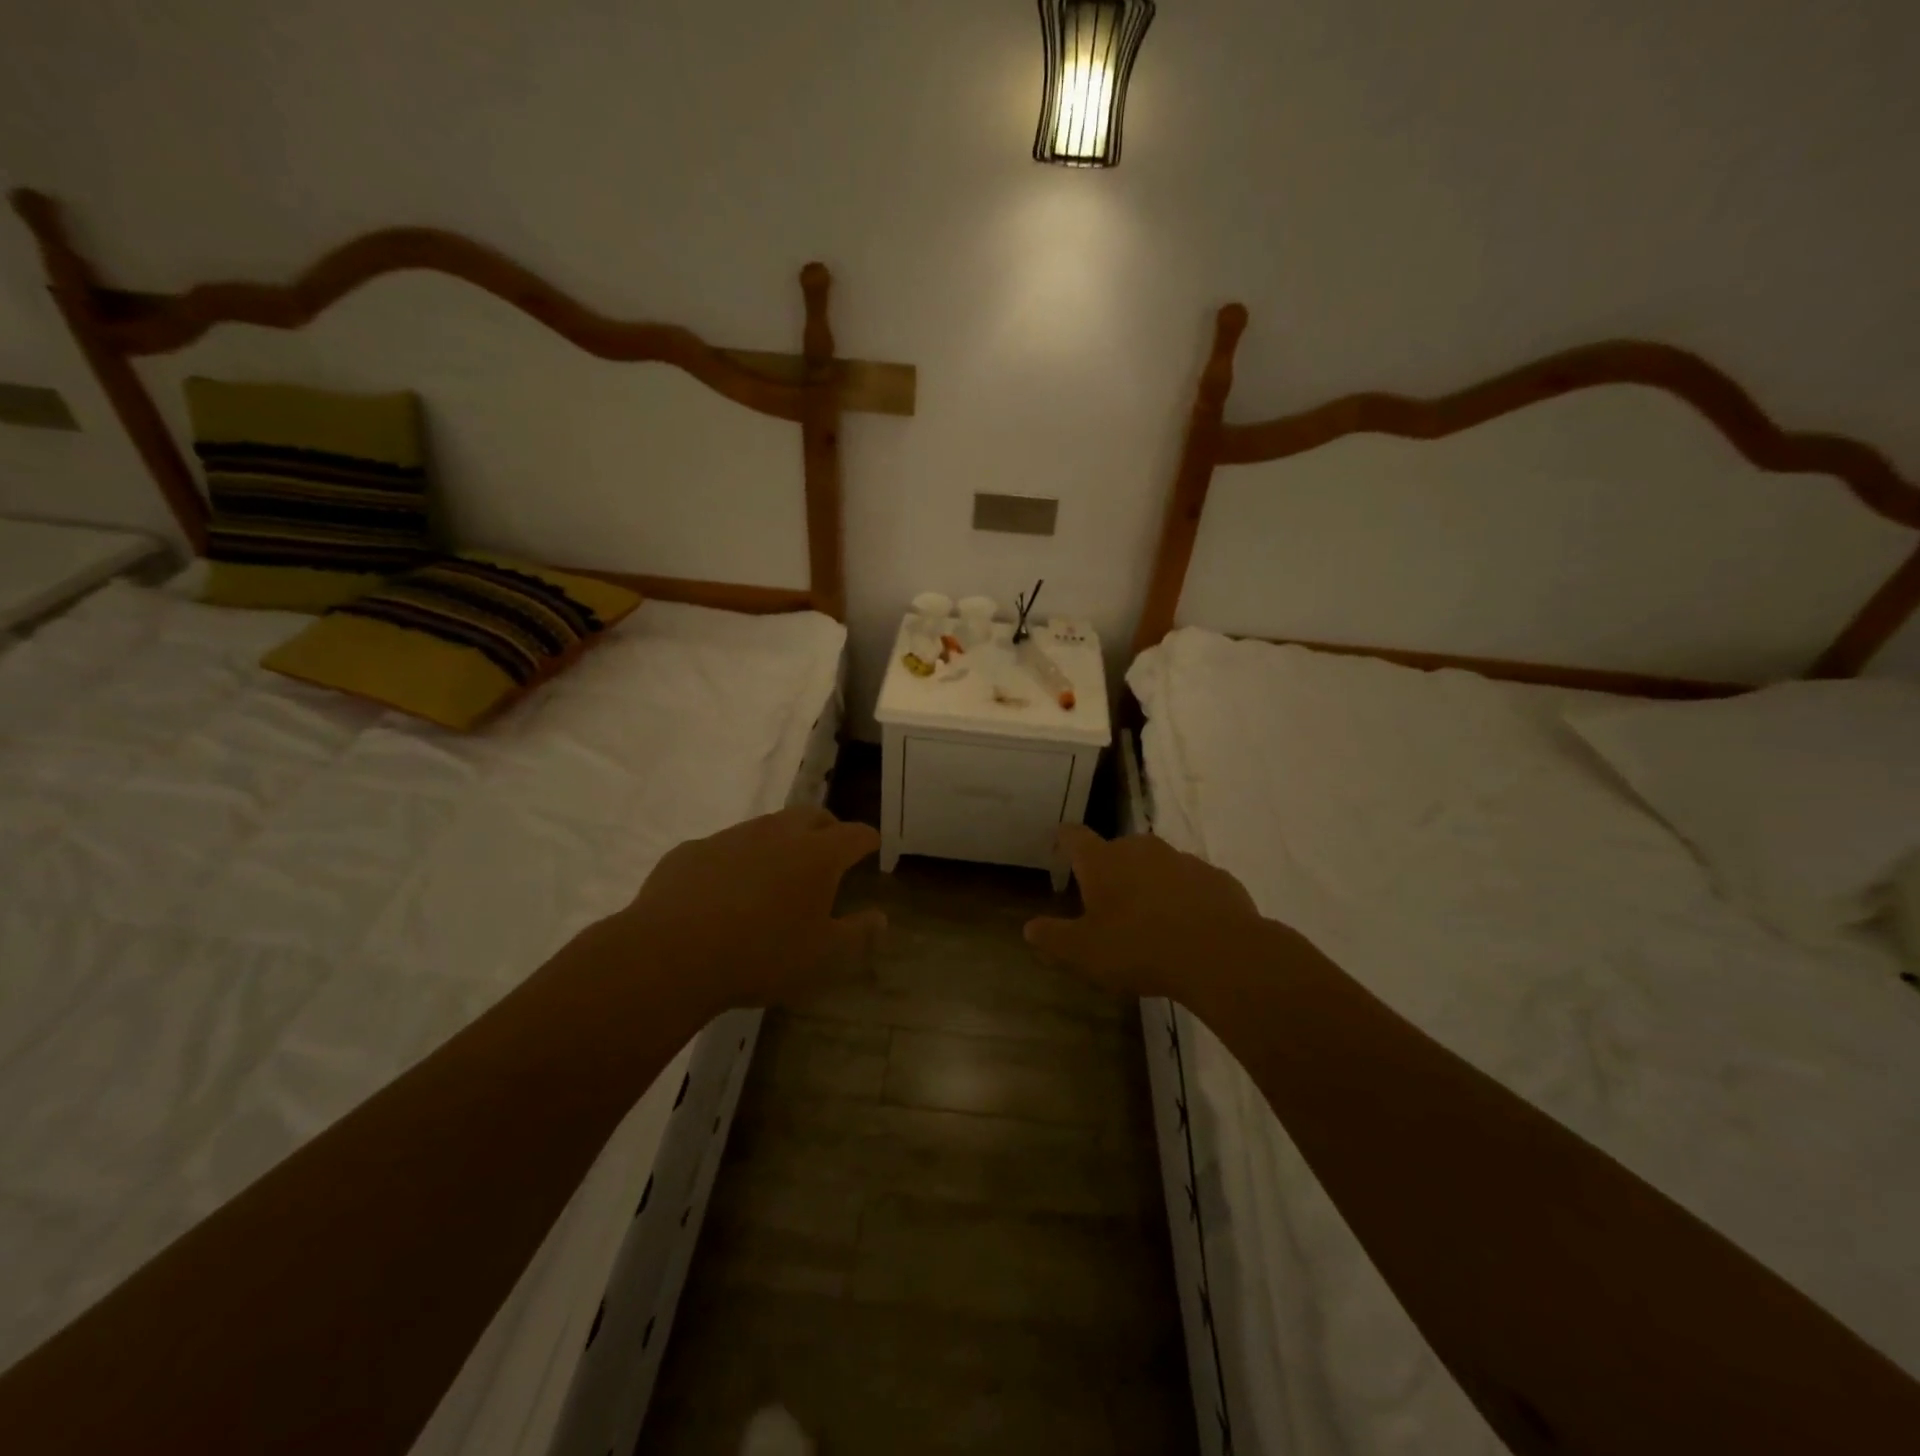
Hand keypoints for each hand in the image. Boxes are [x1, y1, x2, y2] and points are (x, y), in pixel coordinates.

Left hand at [609, 806, 885, 1015]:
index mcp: (817, 855)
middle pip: (812, 815)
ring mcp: (731, 837)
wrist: (671, 955)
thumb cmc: (762, 956)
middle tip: (829, 853)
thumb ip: (858, 934)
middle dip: (827, 829)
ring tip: (777, 874)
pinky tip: (724, 892)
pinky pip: (724, 847)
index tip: (871, 848)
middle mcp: (777, 833)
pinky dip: (736, 860)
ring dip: (780, 842)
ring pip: (766, 827)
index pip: (855, 834)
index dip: (867, 840)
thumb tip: (881, 917)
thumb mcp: (822, 957)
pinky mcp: (692, 850)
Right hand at [1025, 824, 1266, 999]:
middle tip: (1107, 901)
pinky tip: (1189, 927)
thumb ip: (1053, 937)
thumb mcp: (1084, 952)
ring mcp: (1183, 860)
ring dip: (1150, 883)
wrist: (1220, 955)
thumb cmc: (1139, 948)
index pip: (1075, 836)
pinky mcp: (1217, 878)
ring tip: (1150, 918)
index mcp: (1103, 861)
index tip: (1060, 843)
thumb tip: (1029, 927)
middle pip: (1118, 850)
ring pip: (1157, 865)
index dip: (1065, 839)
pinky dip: (1185, 898)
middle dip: (1110, 870)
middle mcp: (1141, 849)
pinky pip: (1193, 883)